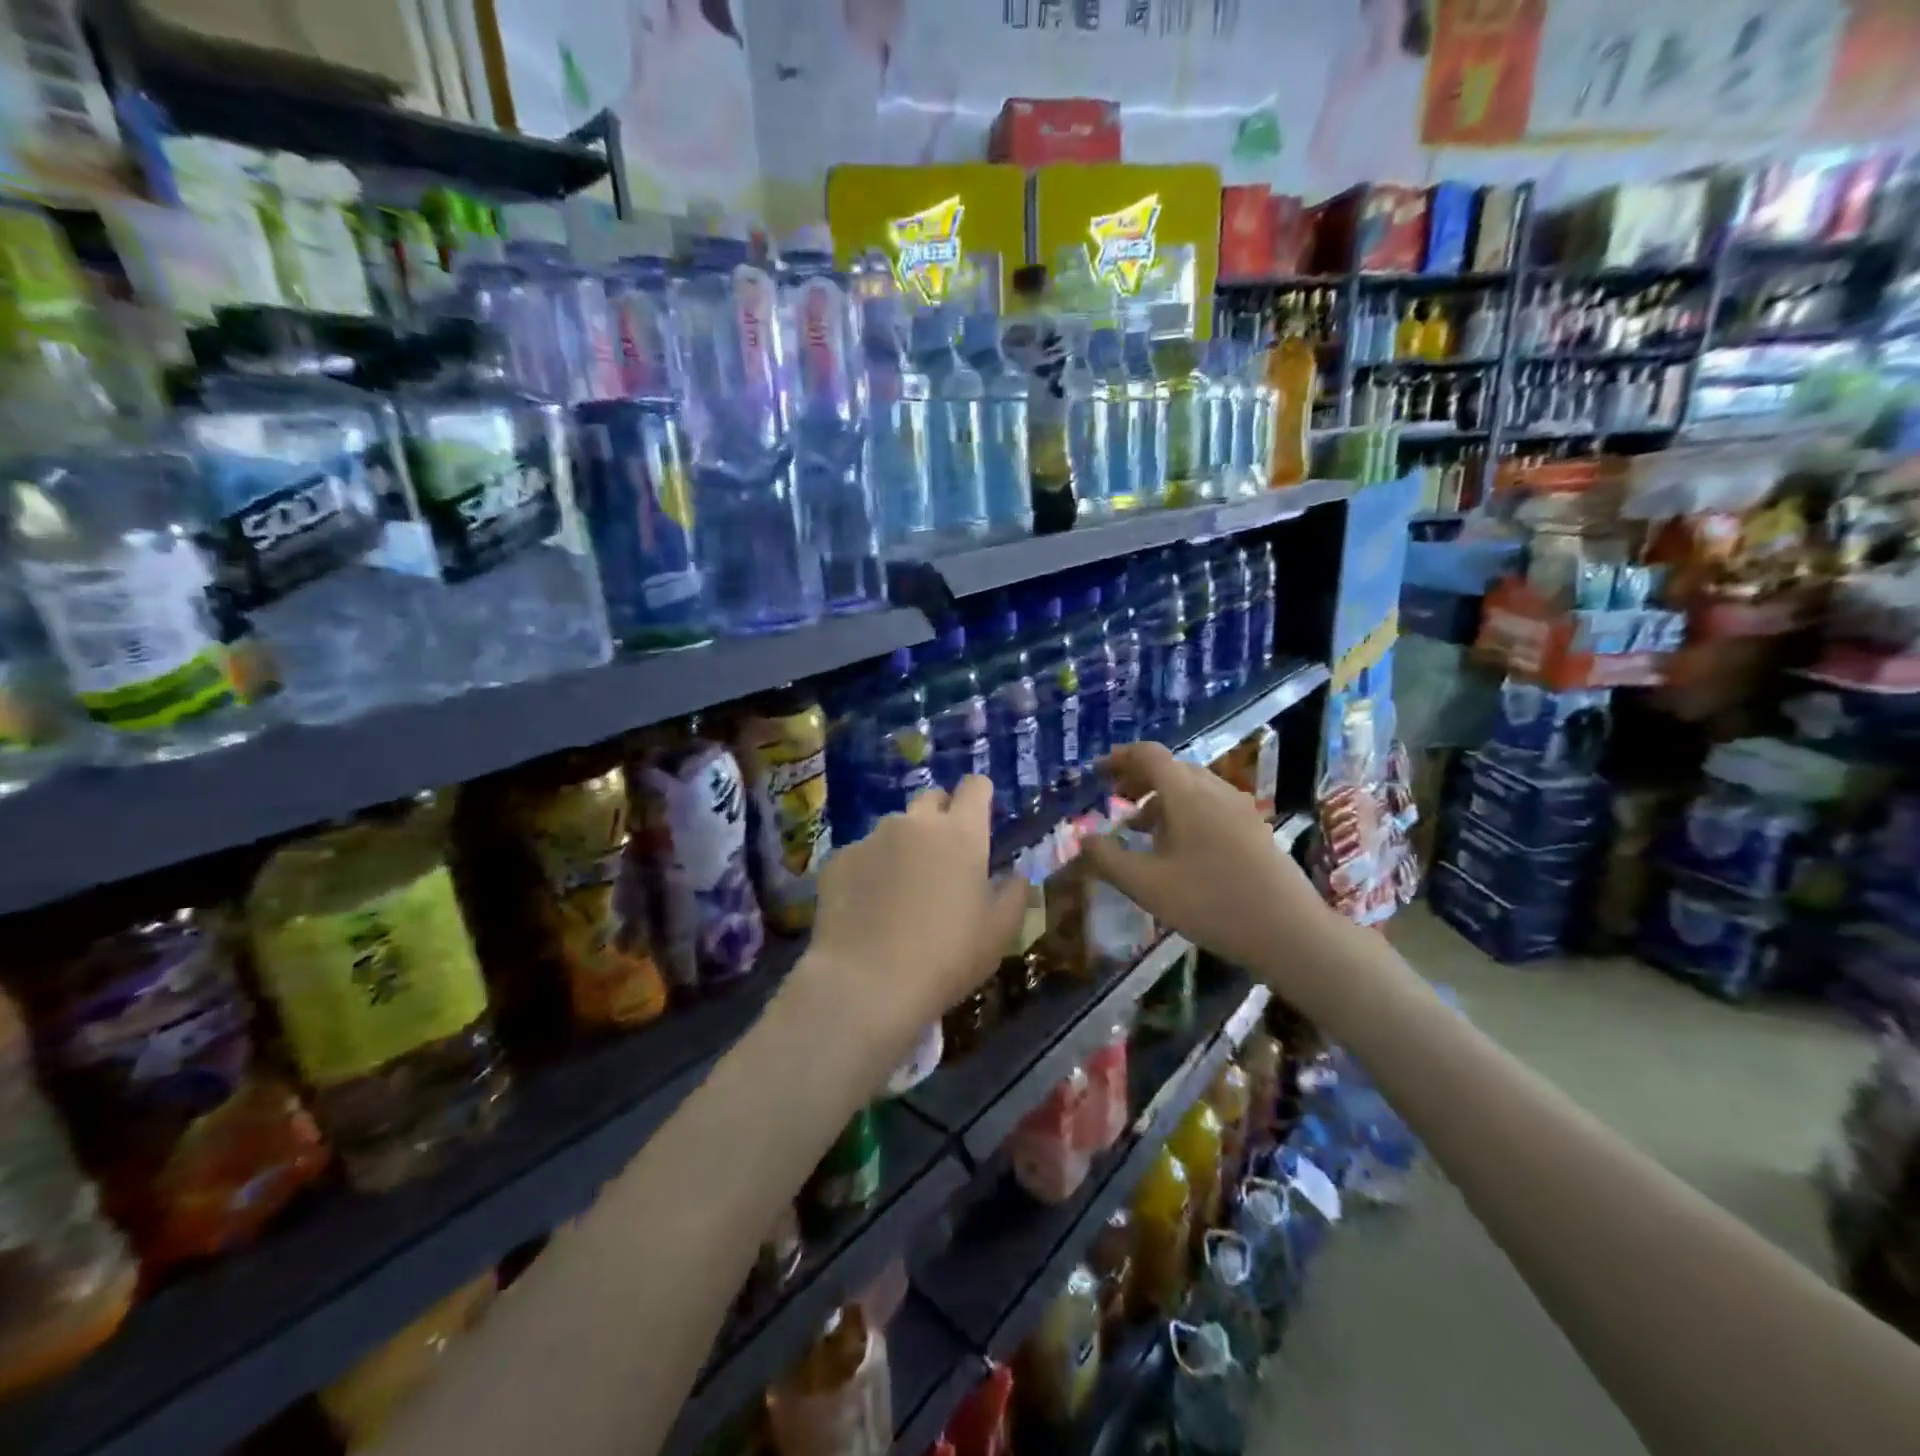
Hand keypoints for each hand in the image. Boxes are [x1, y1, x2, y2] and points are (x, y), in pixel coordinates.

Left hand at [800, 777, 1027, 1065]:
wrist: (868, 983)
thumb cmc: (947, 956)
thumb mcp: (999, 933)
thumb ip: (1013, 894)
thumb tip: (1015, 874)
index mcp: (961, 833)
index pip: (975, 786)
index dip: (980, 796)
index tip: (980, 817)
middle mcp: (915, 823)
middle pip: (931, 799)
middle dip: (940, 818)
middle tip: (943, 859)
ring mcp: (872, 838)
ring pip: (894, 829)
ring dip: (903, 847)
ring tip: (900, 891)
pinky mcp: (838, 859)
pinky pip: (861, 855)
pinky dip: (869, 871)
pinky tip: (867, 909)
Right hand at [1081, 742, 1326, 976]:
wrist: (1290, 932)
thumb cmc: (1211, 903)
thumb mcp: (1147, 886)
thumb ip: (1108, 859)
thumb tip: (1084, 839)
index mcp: (1187, 794)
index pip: (1150, 755)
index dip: (1120, 758)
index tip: (1098, 773)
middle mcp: (1215, 790)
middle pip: (1172, 768)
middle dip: (1138, 779)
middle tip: (1114, 800)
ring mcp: (1240, 808)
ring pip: (1192, 787)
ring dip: (1161, 797)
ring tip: (1140, 828)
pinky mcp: (1254, 829)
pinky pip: (1210, 804)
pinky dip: (1184, 811)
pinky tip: (1178, 848)